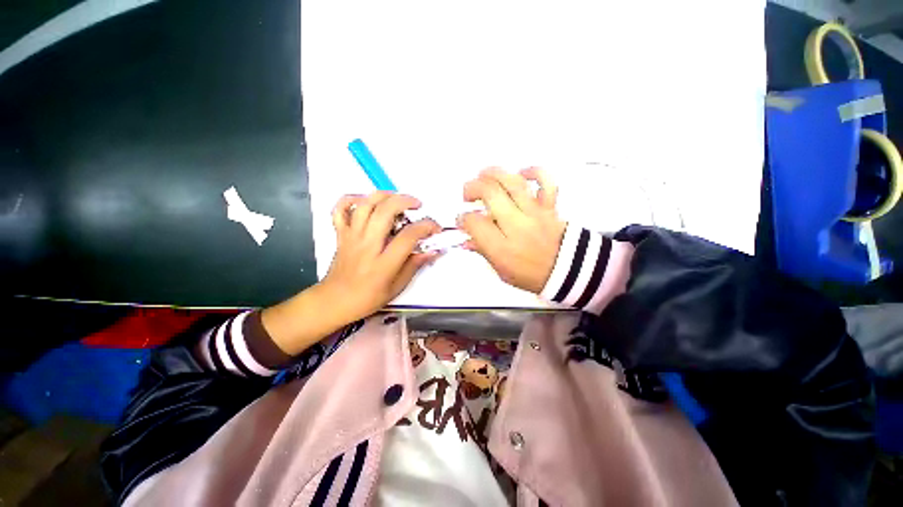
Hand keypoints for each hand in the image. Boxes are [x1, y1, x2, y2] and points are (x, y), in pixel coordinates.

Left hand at [321, 191, 440, 320]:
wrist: (334, 301)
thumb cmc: (368, 298)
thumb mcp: (397, 287)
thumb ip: (414, 265)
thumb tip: (432, 251)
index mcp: (383, 263)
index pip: (408, 236)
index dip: (426, 227)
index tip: (435, 228)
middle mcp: (367, 245)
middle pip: (385, 212)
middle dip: (405, 201)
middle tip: (417, 204)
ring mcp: (351, 237)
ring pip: (364, 205)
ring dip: (383, 195)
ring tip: (396, 197)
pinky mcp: (341, 234)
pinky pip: (340, 210)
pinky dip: (351, 199)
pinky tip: (364, 200)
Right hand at [458, 167, 565, 293]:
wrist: (568, 272)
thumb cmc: (530, 275)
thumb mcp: (501, 271)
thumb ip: (483, 251)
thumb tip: (466, 239)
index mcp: (502, 248)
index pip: (475, 223)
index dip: (463, 218)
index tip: (462, 219)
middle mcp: (517, 226)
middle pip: (490, 194)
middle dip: (472, 188)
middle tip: (467, 195)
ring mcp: (535, 213)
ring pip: (513, 182)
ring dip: (493, 174)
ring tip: (482, 175)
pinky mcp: (550, 206)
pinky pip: (546, 182)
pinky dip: (534, 171)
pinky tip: (521, 173)